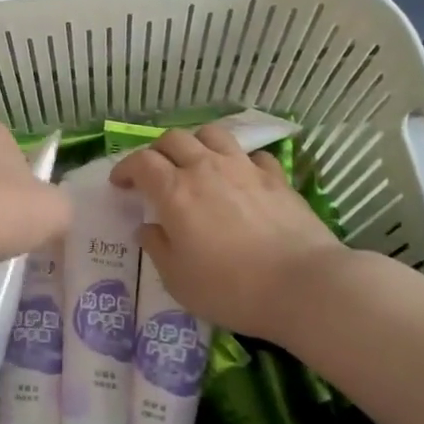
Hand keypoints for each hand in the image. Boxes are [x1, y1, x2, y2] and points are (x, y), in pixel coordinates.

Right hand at [111, 123, 347, 338]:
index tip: (120, 184)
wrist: (303, 286)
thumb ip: (157, 248)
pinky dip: (239, 161)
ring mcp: (244, 168)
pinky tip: (241, 177)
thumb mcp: (178, 280)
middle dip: (157, 151)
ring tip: (196, 163)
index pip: (140, 162)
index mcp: (175, 191)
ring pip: (212, 134)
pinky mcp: (276, 178)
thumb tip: (147, 228)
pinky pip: (252, 155)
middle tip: (155, 172)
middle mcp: (206, 168)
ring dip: (196, 143)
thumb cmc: (231, 288)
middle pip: (173, 139)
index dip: (125, 168)